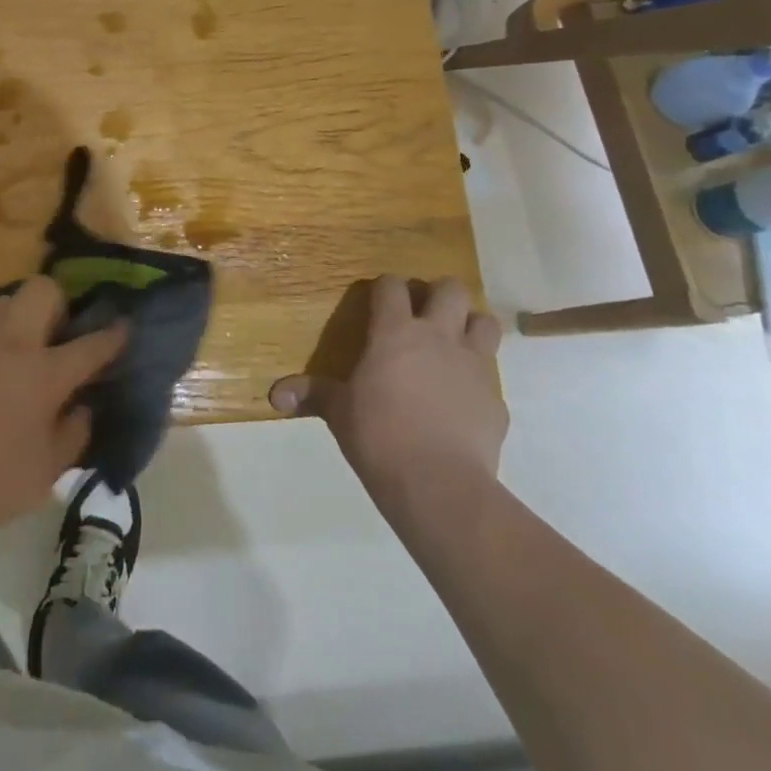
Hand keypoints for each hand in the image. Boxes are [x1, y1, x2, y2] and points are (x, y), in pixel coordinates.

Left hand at [0, 276, 124, 551]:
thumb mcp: (48, 471)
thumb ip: (74, 432)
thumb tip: (82, 406)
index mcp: (45, 373)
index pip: (91, 343)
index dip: (113, 334)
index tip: (124, 326)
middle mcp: (11, 344)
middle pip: (42, 290)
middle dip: (58, 303)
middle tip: (57, 336)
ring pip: (3, 302)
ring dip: (19, 316)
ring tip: (19, 351)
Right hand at [270, 276, 506, 519]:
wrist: (439, 484)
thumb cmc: (379, 436)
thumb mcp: (339, 413)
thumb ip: (312, 395)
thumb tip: (275, 395)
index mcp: (395, 332)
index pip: (392, 286)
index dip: (386, 287)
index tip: (379, 299)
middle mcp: (438, 337)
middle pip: (450, 289)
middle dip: (439, 294)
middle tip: (424, 315)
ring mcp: (473, 365)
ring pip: (485, 322)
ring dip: (471, 326)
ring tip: (455, 344)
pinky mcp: (496, 400)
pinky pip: (491, 376)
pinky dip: (478, 381)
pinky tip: (464, 401)